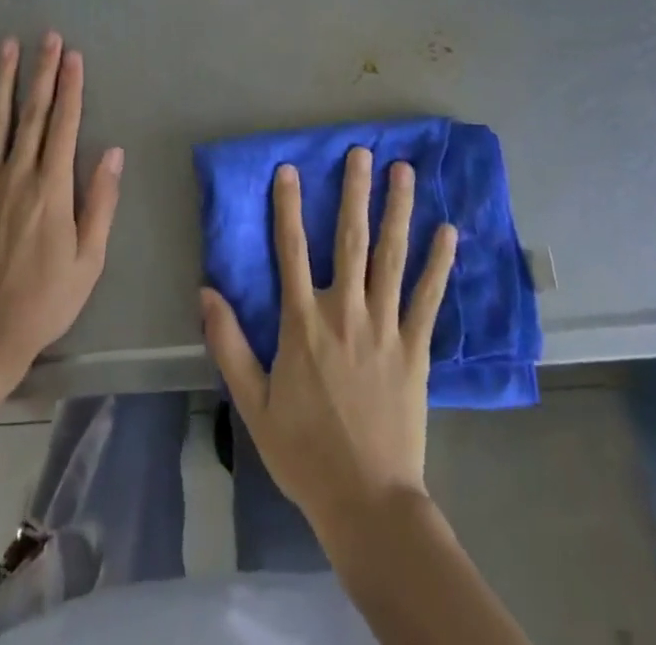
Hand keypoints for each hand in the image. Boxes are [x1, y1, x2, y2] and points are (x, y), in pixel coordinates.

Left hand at [0, 33, 122, 407]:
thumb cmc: (46, 299)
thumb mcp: (90, 259)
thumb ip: (100, 202)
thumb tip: (112, 152)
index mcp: (52, 190)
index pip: (64, 126)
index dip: (70, 88)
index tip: (73, 56)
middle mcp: (16, 177)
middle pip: (31, 114)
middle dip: (41, 72)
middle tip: (47, 36)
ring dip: (2, 80)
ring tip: (6, 46)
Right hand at [202, 148, 456, 533]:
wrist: (367, 502)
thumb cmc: (304, 452)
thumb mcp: (253, 404)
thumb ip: (229, 345)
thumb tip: (206, 291)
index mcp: (302, 324)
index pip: (291, 250)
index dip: (288, 206)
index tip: (289, 169)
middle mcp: (344, 313)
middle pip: (349, 240)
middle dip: (354, 192)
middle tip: (362, 152)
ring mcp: (384, 327)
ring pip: (391, 257)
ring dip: (397, 211)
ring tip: (404, 171)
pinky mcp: (416, 348)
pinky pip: (428, 298)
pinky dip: (438, 264)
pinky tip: (449, 232)